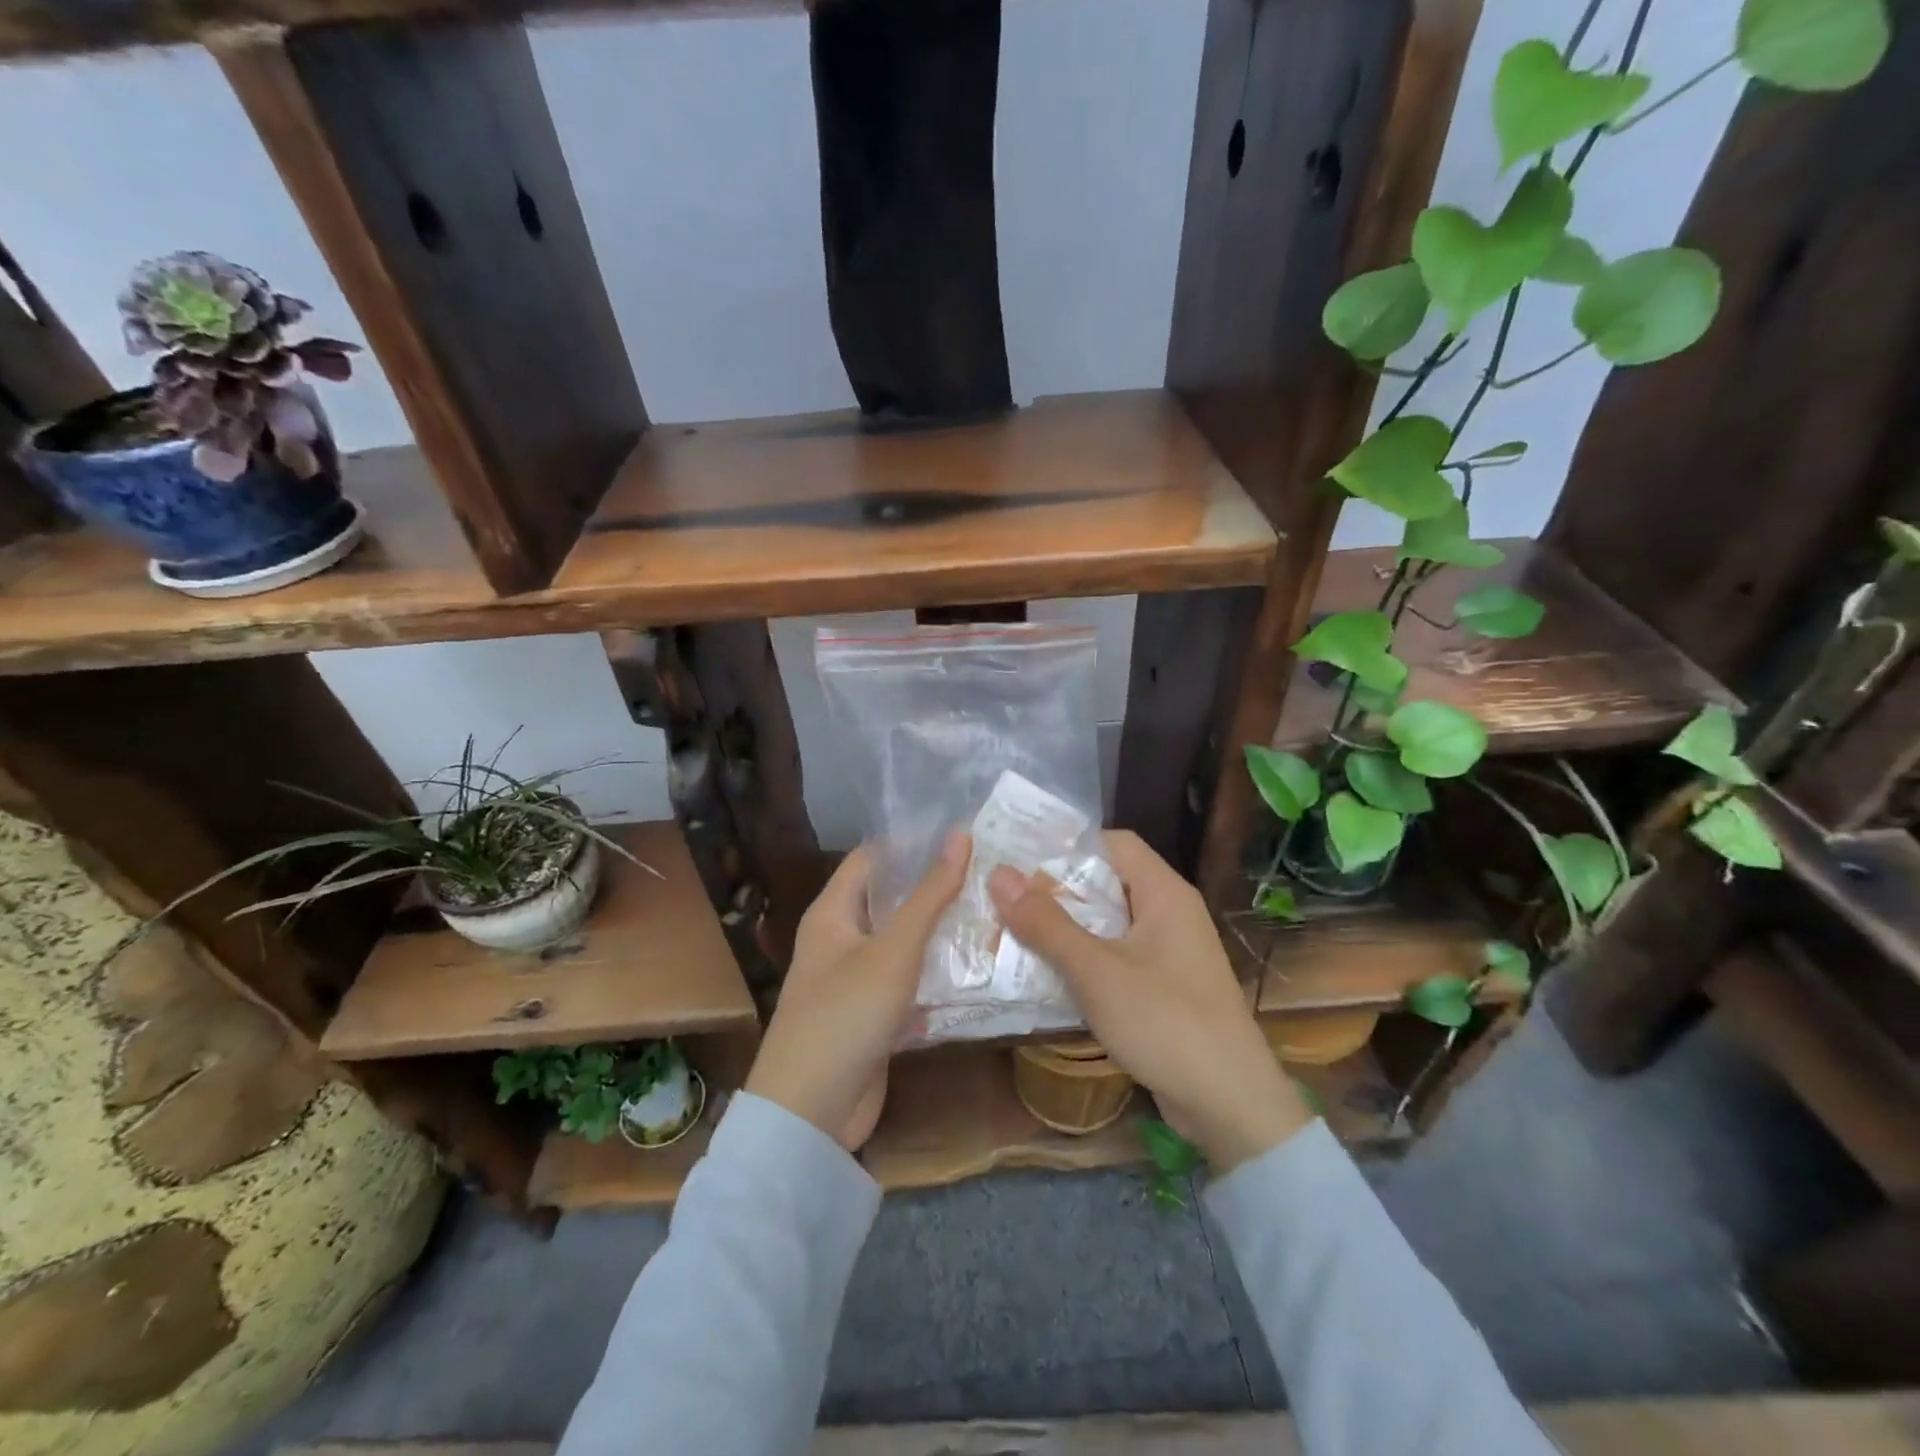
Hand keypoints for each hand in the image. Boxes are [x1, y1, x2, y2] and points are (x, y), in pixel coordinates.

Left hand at [745, 831, 968, 1150]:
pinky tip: (976, 963)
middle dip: (933, 886)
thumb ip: (929, 895)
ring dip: (939, 929)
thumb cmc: (846, 1014)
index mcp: (832, 912)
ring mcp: (855, 979)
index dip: (911, 842)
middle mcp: (840, 938)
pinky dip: (934, 970)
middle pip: (890, 898)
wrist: (811, 1112)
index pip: (872, 858)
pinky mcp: (872, 1014)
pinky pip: (907, 979)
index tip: (961, 833)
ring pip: (902, 941)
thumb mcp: (893, 950)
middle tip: (988, 870)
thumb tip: (960, 835)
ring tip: (992, 908)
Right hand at [988, 831, 1308, 1171]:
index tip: (1022, 861)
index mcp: (1164, 893)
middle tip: (1007, 898)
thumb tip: (999, 874)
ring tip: (1016, 933)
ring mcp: (1172, 952)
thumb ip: (1047, 923)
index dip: (1069, 846)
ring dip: (1068, 928)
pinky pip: (1119, 957)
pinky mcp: (1168, 987)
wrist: (1231, 1104)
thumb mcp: (1096, 971)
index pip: (1114, 842)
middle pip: (1109, 882)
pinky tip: (1050, 976)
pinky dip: (1086, 959)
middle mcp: (1172, 912)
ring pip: (1111, 923)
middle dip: (1058, 890)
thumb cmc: (1164, 1022)